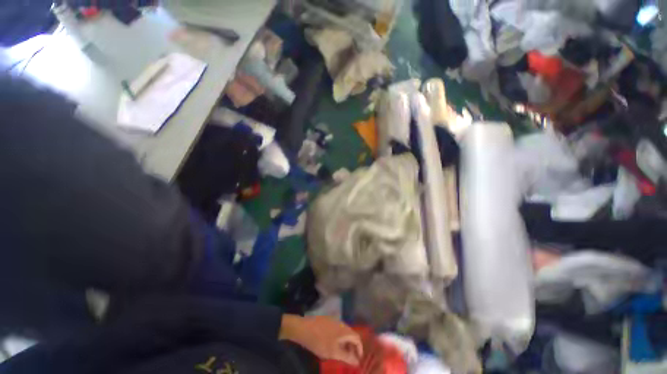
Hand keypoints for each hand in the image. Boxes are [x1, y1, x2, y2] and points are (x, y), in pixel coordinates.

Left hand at [279, 315, 362, 365]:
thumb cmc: (320, 342)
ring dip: (345, 343)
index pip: (357, 338)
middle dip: (352, 347)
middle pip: (351, 335)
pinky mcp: (327, 321)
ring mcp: (334, 321)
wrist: (304, 329)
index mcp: (345, 330)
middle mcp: (341, 323)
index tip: (358, 360)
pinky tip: (332, 346)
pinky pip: (337, 330)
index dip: (360, 349)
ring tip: (341, 354)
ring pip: (343, 333)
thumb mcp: (334, 353)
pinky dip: (338, 339)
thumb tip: (357, 362)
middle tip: (350, 358)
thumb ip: (347, 357)